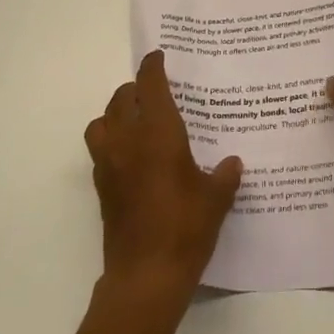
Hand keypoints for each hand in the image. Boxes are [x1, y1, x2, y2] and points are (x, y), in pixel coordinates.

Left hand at [84, 52, 241, 299]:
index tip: (159, 57)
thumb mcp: (217, 198)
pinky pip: (100, 150)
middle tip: (155, 91)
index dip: (153, 67)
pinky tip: (133, 157)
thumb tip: (232, 163)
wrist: (146, 276)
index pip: (150, 85)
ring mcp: (109, 165)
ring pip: (101, 122)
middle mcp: (128, 141)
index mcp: (158, 133)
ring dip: (116, 113)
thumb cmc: (185, 227)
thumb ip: (225, 175)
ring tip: (137, 121)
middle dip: (135, 89)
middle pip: (121, 99)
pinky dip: (112, 142)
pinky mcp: (102, 189)